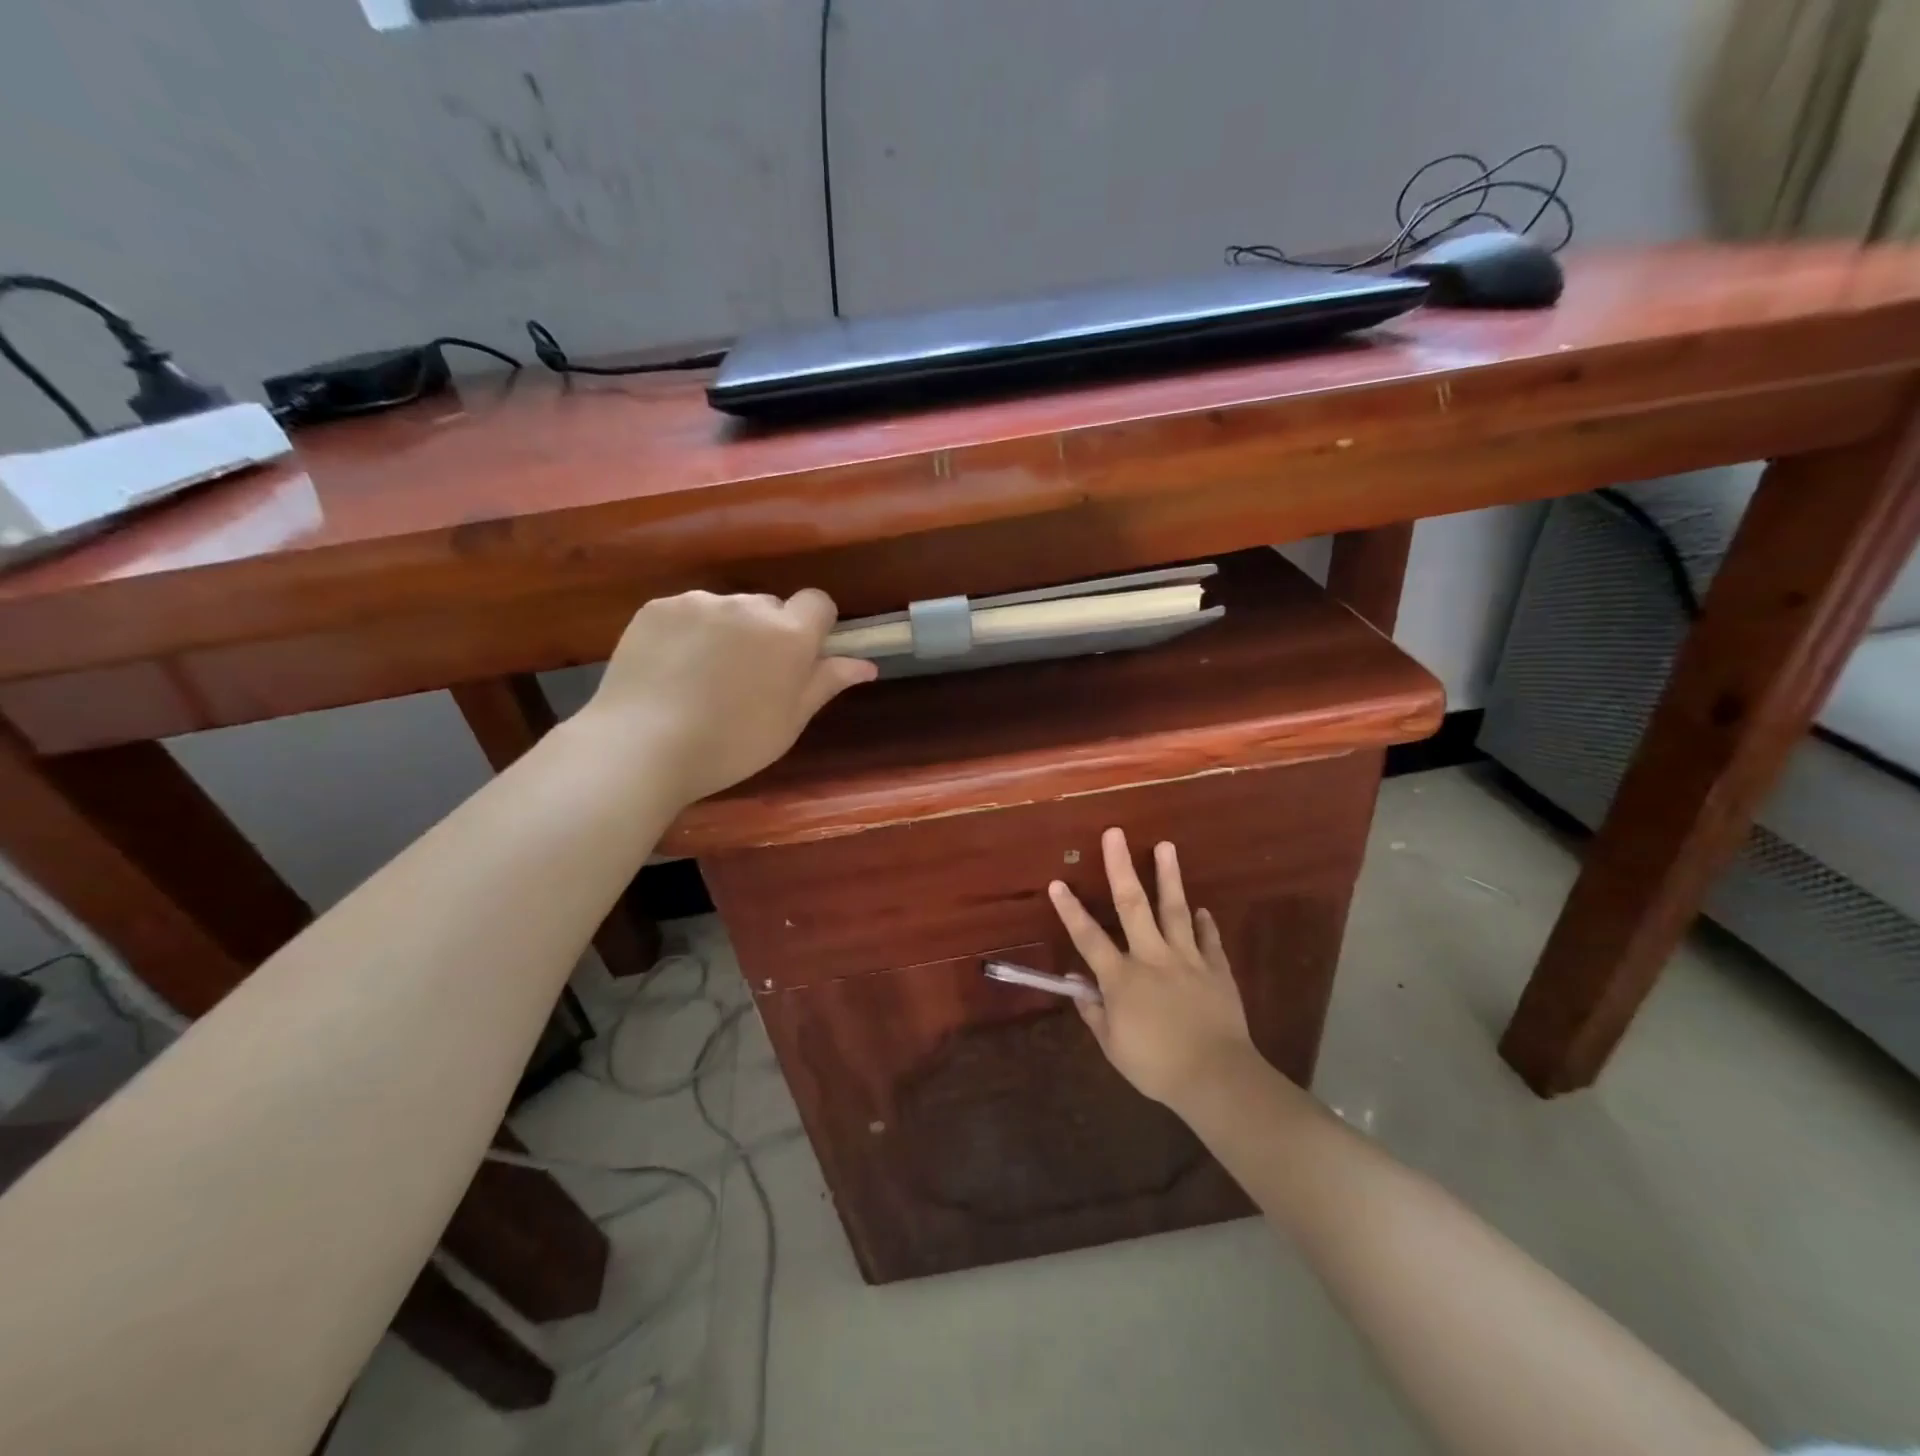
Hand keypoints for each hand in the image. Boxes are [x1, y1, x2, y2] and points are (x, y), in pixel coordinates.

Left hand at [577, 588, 876, 805]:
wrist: (642, 746)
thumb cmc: (730, 744)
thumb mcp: (789, 722)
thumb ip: (826, 683)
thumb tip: (866, 664)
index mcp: (788, 635)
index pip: (818, 602)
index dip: (815, 626)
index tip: (800, 659)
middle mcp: (748, 607)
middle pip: (770, 607)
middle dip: (768, 633)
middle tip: (748, 678)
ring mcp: (699, 603)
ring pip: (728, 610)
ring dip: (727, 631)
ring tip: (702, 677)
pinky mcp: (658, 607)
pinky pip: (688, 612)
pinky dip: (689, 633)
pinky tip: (672, 669)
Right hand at [1048, 828, 1255, 1107]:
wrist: (1217, 1077)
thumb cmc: (1157, 1066)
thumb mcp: (1113, 1046)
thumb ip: (1094, 1012)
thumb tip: (1077, 986)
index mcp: (1122, 978)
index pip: (1088, 938)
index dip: (1070, 910)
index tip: (1057, 882)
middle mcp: (1152, 958)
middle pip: (1133, 905)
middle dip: (1120, 867)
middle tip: (1115, 833)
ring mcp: (1187, 959)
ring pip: (1175, 910)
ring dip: (1168, 877)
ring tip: (1165, 846)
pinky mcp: (1216, 969)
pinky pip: (1208, 940)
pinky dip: (1204, 924)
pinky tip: (1202, 909)